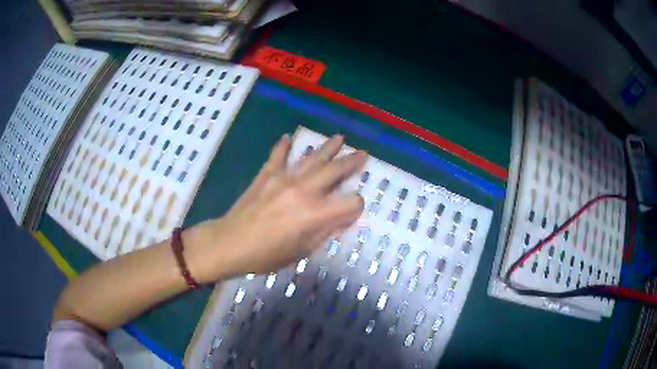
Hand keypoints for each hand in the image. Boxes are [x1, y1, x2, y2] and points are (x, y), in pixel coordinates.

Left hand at [185, 134, 366, 282]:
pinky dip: (283, 147)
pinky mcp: (266, 175)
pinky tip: (288, 138)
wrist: (229, 243)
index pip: (350, 203)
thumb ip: (324, 232)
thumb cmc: (266, 255)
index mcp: (314, 214)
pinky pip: (278, 156)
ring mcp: (283, 179)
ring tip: (339, 138)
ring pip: (311, 158)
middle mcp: (303, 191)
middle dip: (351, 162)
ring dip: (327, 148)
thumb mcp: (301, 251)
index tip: (353, 210)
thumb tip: (341, 219)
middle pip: (334, 171)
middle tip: (362, 153)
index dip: (356, 206)